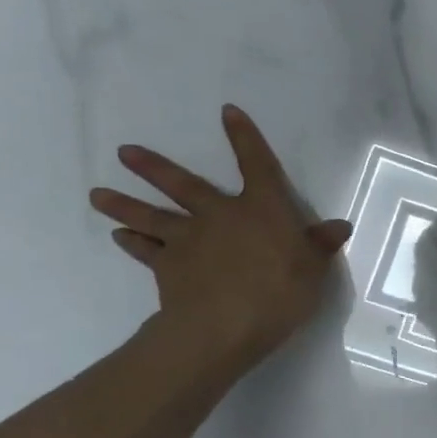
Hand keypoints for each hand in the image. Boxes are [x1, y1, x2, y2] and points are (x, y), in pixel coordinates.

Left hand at [89, 105, 351, 370]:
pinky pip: (146, 252)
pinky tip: (118, 237)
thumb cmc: (280, 291)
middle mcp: (220, 215)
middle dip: (153, 167)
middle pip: (184, 185)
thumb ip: (321, 245)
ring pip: (153, 216)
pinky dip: (132, 243)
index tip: (227, 111)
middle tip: (123, 152)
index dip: (244, 137)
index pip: (255, 164)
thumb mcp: (314, 268)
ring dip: (124, 204)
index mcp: (262, 208)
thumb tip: (339, 226)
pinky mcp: (168, 269)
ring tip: (97, 194)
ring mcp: (189, 241)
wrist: (225, 326)